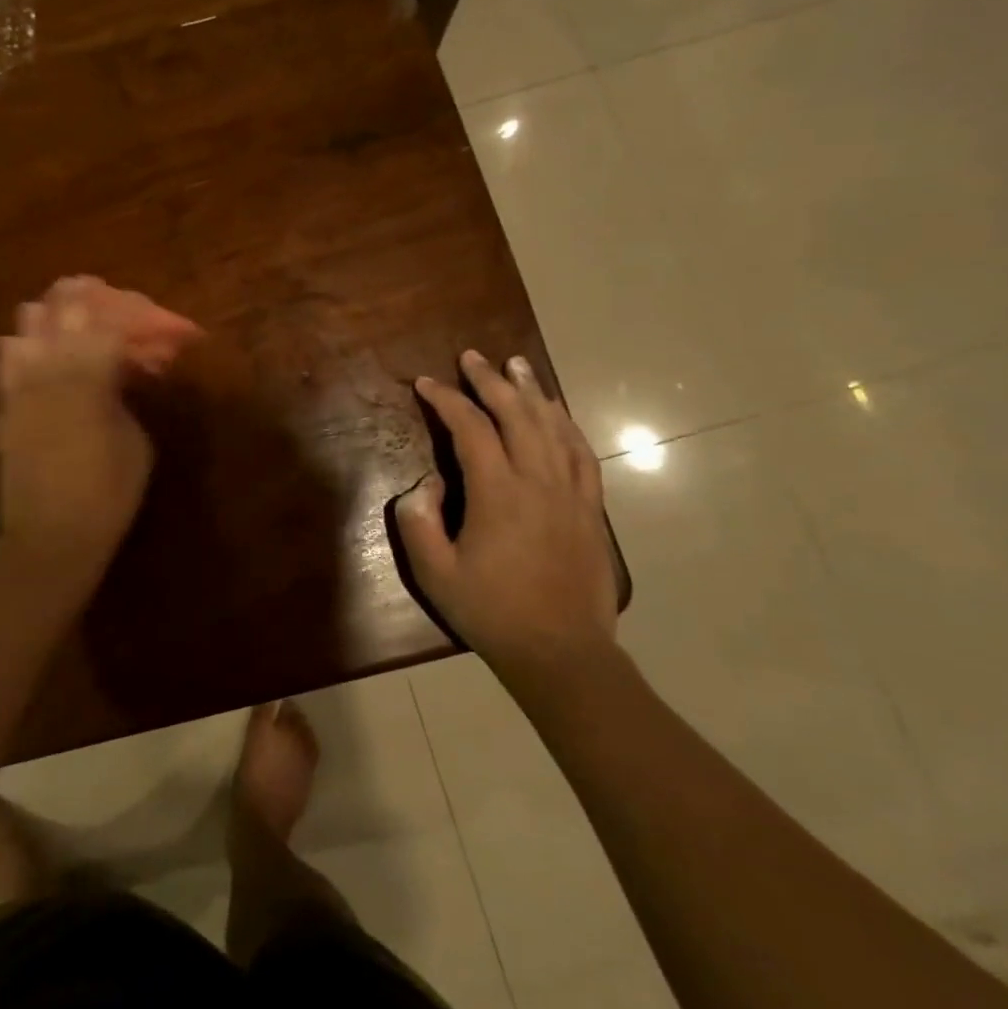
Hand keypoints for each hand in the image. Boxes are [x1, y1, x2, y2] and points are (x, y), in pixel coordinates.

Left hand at [0, 279, 153, 590]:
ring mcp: (19, 386)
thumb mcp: (137, 441)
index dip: (136, 314)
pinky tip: (43, 360)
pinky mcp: (4, 407)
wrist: (49, 537)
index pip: (110, 321)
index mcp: (88, 375)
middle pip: (61, 307)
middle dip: (88, 297)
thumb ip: (127, 394)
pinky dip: (28, 348)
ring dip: (53, 316)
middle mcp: (48, 368)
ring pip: (25, 325)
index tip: (154, 319)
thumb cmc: (108, 494)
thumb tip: (122, 371)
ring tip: (74, 325)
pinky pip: (8, 360)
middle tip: (111, 304)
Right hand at [396, 350, 618, 697]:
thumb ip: (418, 521)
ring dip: (532, 391)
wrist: (561, 651)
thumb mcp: (434, 573)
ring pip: (553, 426)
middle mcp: (538, 481)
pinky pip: (581, 452)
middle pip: (517, 415)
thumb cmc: (491, 612)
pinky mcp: (589, 508)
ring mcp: (570, 493)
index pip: (471, 430)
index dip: (447, 401)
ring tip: (517, 364)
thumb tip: (426, 484)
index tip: (426, 384)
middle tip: (472, 357)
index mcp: (498, 493)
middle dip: (491, 381)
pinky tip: (557, 412)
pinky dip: (566, 424)